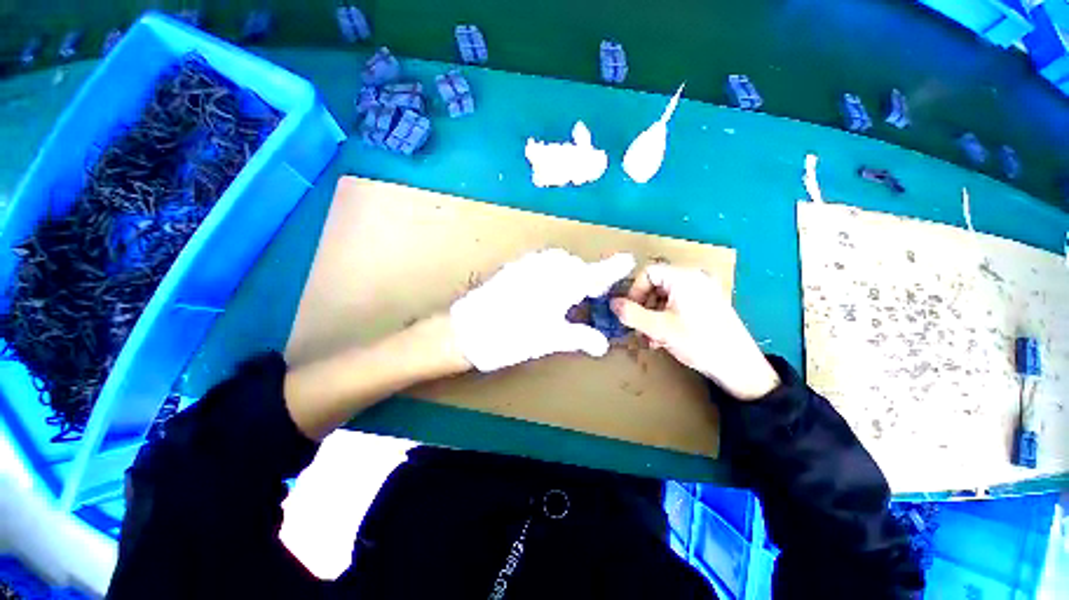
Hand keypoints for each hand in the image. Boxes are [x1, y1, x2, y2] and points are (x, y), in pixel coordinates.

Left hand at [450, 249, 635, 371]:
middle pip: (576, 266)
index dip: (612, 268)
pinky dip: (551, 269)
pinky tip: (545, 285)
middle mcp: (547, 269)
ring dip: (569, 271)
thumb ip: (579, 337)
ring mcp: (528, 265)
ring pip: (558, 261)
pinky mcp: (513, 268)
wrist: (467, 330)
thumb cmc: (512, 337)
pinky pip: (541, 261)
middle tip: (591, 293)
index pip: (594, 274)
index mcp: (561, 285)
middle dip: (588, 275)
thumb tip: (602, 346)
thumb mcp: (549, 339)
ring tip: (569, 290)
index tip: (628, 259)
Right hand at [610, 263, 780, 400]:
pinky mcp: (708, 304)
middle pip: (656, 284)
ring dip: (653, 315)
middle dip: (643, 307)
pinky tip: (665, 338)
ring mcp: (703, 291)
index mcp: (684, 278)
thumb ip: (631, 313)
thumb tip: (612, 303)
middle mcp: (694, 279)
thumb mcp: (659, 328)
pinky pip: (678, 304)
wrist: (740, 367)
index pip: (647, 273)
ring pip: (665, 297)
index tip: (630, 312)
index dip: (634, 291)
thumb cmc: (698, 342)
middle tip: (640, 328)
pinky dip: (667, 317)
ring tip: (652, 338)